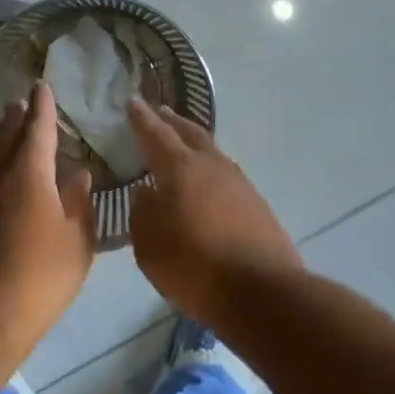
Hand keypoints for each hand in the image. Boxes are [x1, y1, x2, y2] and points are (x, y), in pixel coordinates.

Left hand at [0, 82, 94, 355]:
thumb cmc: (41, 276)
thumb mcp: (77, 241)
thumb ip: (78, 201)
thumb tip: (77, 173)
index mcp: (29, 172)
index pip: (37, 127)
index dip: (42, 106)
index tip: (41, 86)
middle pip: (3, 134)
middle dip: (15, 117)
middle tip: (21, 105)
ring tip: (0, 129)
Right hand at [126, 100, 302, 315]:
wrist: (263, 292)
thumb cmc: (195, 268)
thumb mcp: (150, 246)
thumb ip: (142, 213)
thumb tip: (145, 192)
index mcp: (181, 169)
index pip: (156, 134)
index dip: (142, 118)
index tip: (132, 101)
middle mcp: (212, 165)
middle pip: (189, 133)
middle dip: (172, 120)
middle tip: (159, 111)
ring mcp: (239, 182)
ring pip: (211, 151)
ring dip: (193, 141)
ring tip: (181, 140)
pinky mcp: (256, 202)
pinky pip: (225, 172)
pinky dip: (209, 166)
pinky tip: (205, 179)